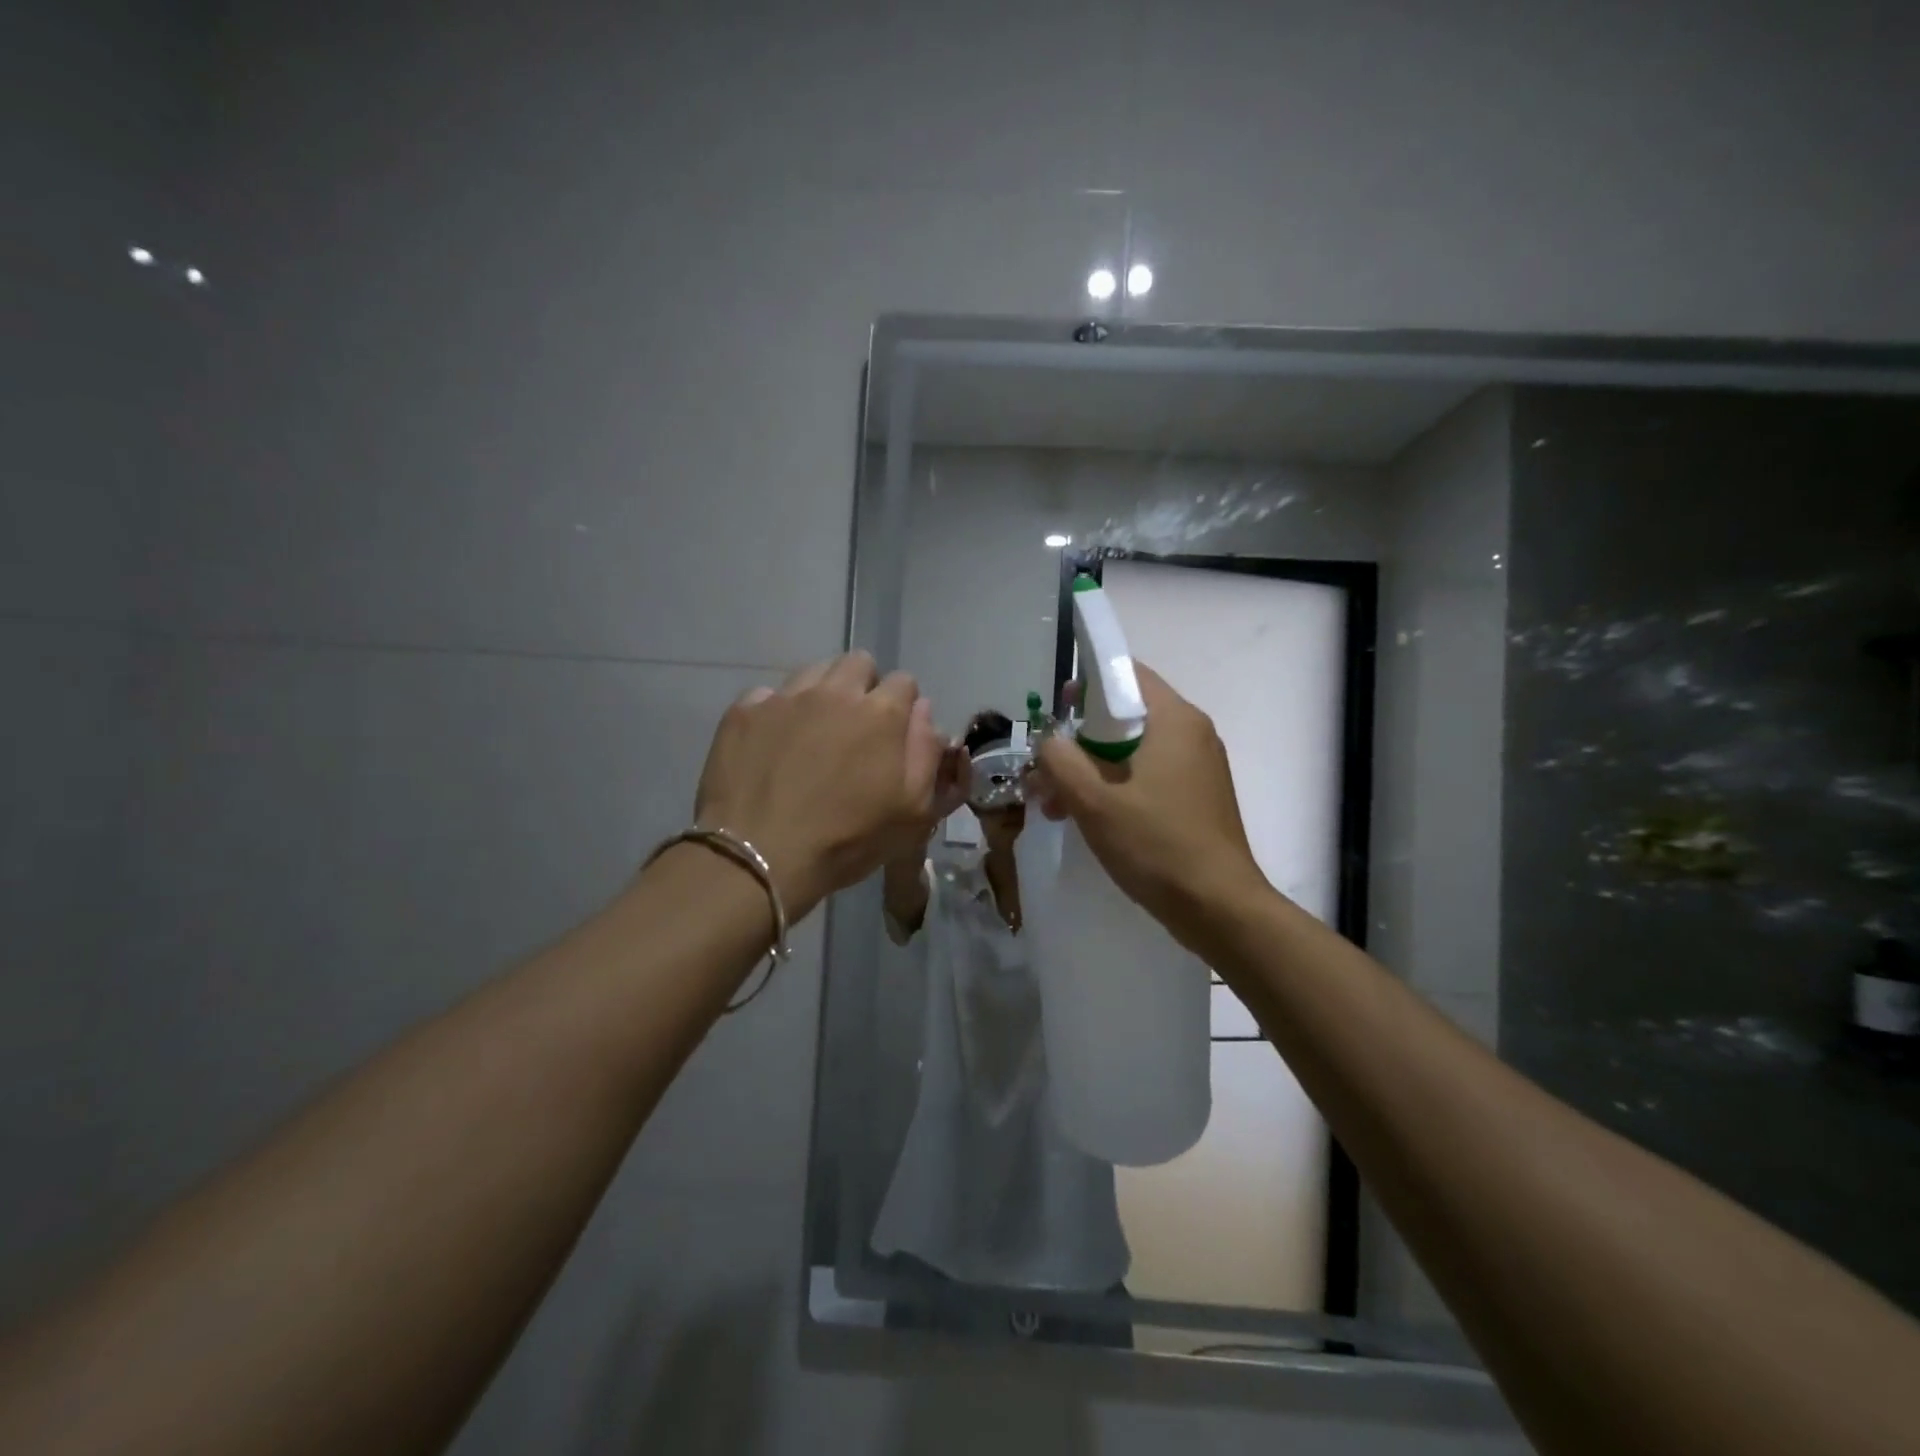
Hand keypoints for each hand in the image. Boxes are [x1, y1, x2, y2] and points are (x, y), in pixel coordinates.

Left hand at [693, 652, 945, 915]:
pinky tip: (774, 744)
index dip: (902, 707)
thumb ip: (927, 753)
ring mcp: (785, 698)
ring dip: (822, 693)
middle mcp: (834, 692)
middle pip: (858, 663)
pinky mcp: (744, 712)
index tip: (893, 735)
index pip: (904, 682)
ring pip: (813, 671)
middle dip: (863, 687)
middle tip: (855, 728)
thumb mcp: (914, 811)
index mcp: (881, 713)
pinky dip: (777, 712)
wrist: (760, 857)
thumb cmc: (847, 840)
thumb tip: (923, 712)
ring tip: (814, 732)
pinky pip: (769, 695)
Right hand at [1029, 663, 1266, 937]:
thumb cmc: (1158, 846)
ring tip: (1057, 805)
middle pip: (1126, 715)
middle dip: (1080, 740)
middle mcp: (1192, 733)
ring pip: (1134, 750)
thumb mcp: (1095, 803)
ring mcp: (1199, 767)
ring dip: (1093, 769)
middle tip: (1047, 769)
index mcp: (1174, 720)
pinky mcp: (1197, 797)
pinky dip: (1117, 787)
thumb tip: (1049, 740)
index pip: (1127, 674)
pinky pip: (1149, 775)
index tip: (1055, 712)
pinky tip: (1089, 819)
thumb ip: (1062, 761)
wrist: (1220, 908)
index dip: (1086, 686)